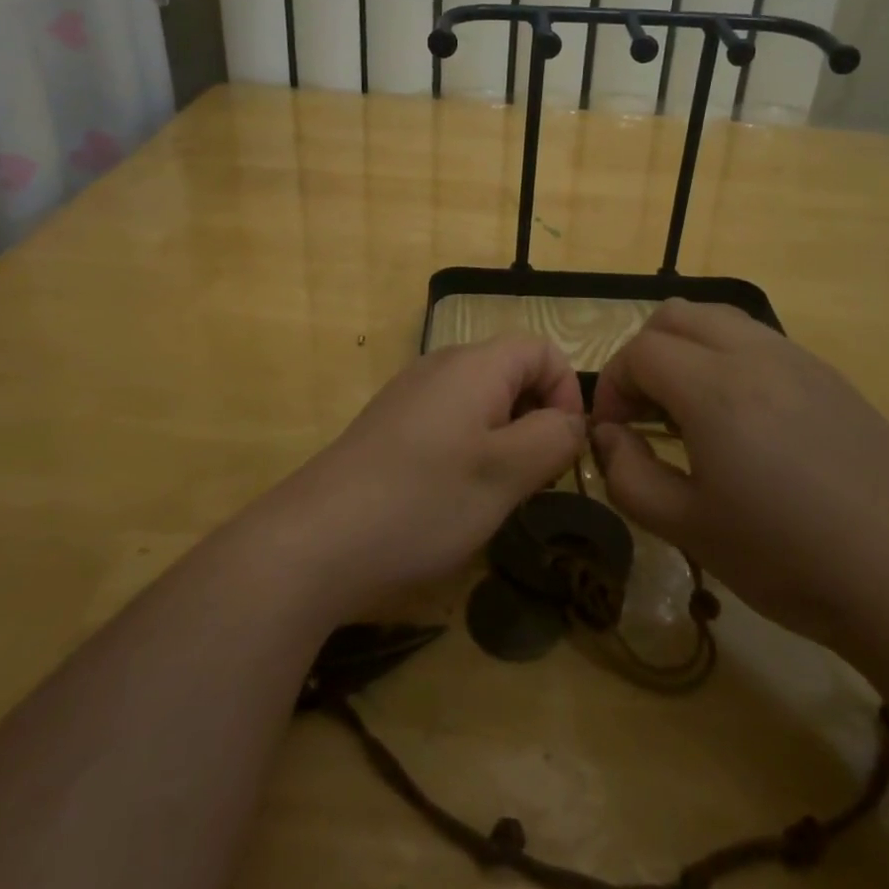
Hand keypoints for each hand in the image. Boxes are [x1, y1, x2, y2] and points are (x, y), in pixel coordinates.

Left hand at [260, 337, 586, 615]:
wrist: (317, 538)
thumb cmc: (424, 499)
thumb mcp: (507, 473)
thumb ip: (554, 438)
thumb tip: (571, 421)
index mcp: (475, 364)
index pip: (542, 350)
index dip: (567, 393)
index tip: (564, 449)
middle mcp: (441, 366)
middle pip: (512, 373)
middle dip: (537, 419)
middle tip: (535, 478)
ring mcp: (410, 395)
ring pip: (481, 401)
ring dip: (504, 439)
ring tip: (497, 492)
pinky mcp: (390, 426)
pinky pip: (449, 422)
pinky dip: (469, 450)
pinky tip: (453, 496)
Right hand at [590, 300, 888, 655]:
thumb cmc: (787, 557)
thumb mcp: (687, 527)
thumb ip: (627, 475)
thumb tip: (609, 435)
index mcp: (714, 388)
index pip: (639, 351)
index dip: (612, 385)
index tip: (614, 430)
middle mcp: (755, 354)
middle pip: (675, 315)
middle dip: (644, 354)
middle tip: (645, 411)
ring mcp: (799, 360)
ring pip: (720, 319)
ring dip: (687, 350)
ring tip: (691, 411)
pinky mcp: (831, 377)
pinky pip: (761, 342)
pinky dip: (729, 359)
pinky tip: (745, 421)